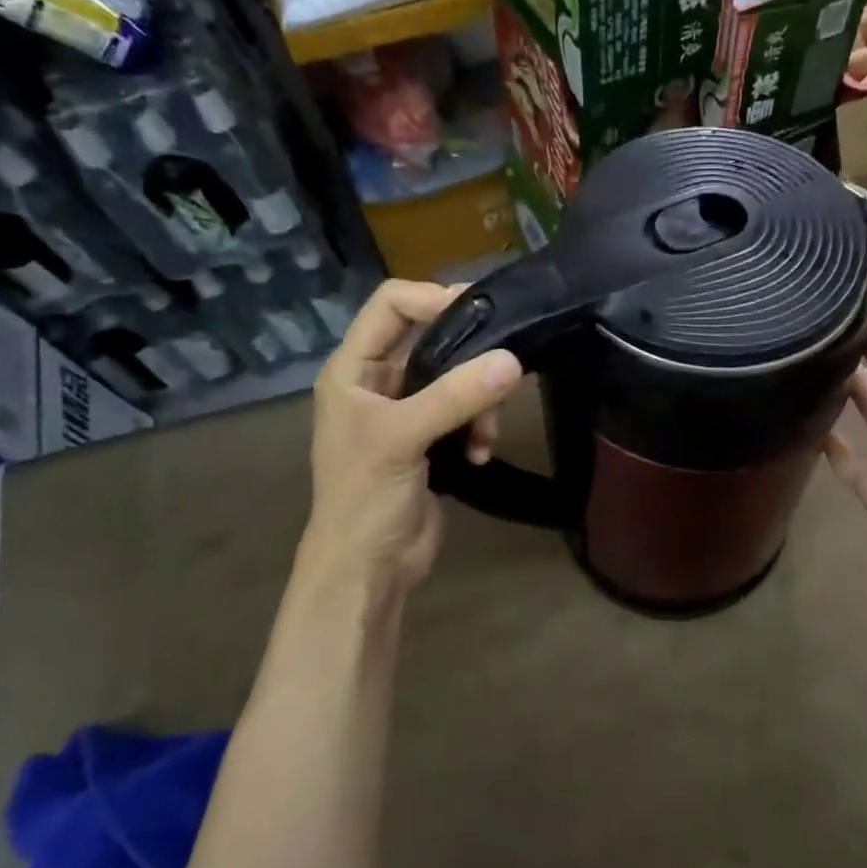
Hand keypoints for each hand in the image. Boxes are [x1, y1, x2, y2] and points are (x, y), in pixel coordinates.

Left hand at [289, 280, 521, 618]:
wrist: (366, 569)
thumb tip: (513, 361)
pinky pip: (466, 412)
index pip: (392, 304)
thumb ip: (455, 396)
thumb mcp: (402, 438)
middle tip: (504, 365)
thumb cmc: (365, 497)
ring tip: (487, 433)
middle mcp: (378, 381)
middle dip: (469, 354)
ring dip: (479, 400)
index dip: (433, 297)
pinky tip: (480, 455)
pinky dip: (479, 428)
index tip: (483, 311)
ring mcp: (407, 411)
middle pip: (432, 338)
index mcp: (353, 368)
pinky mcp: (431, 439)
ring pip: (457, 377)